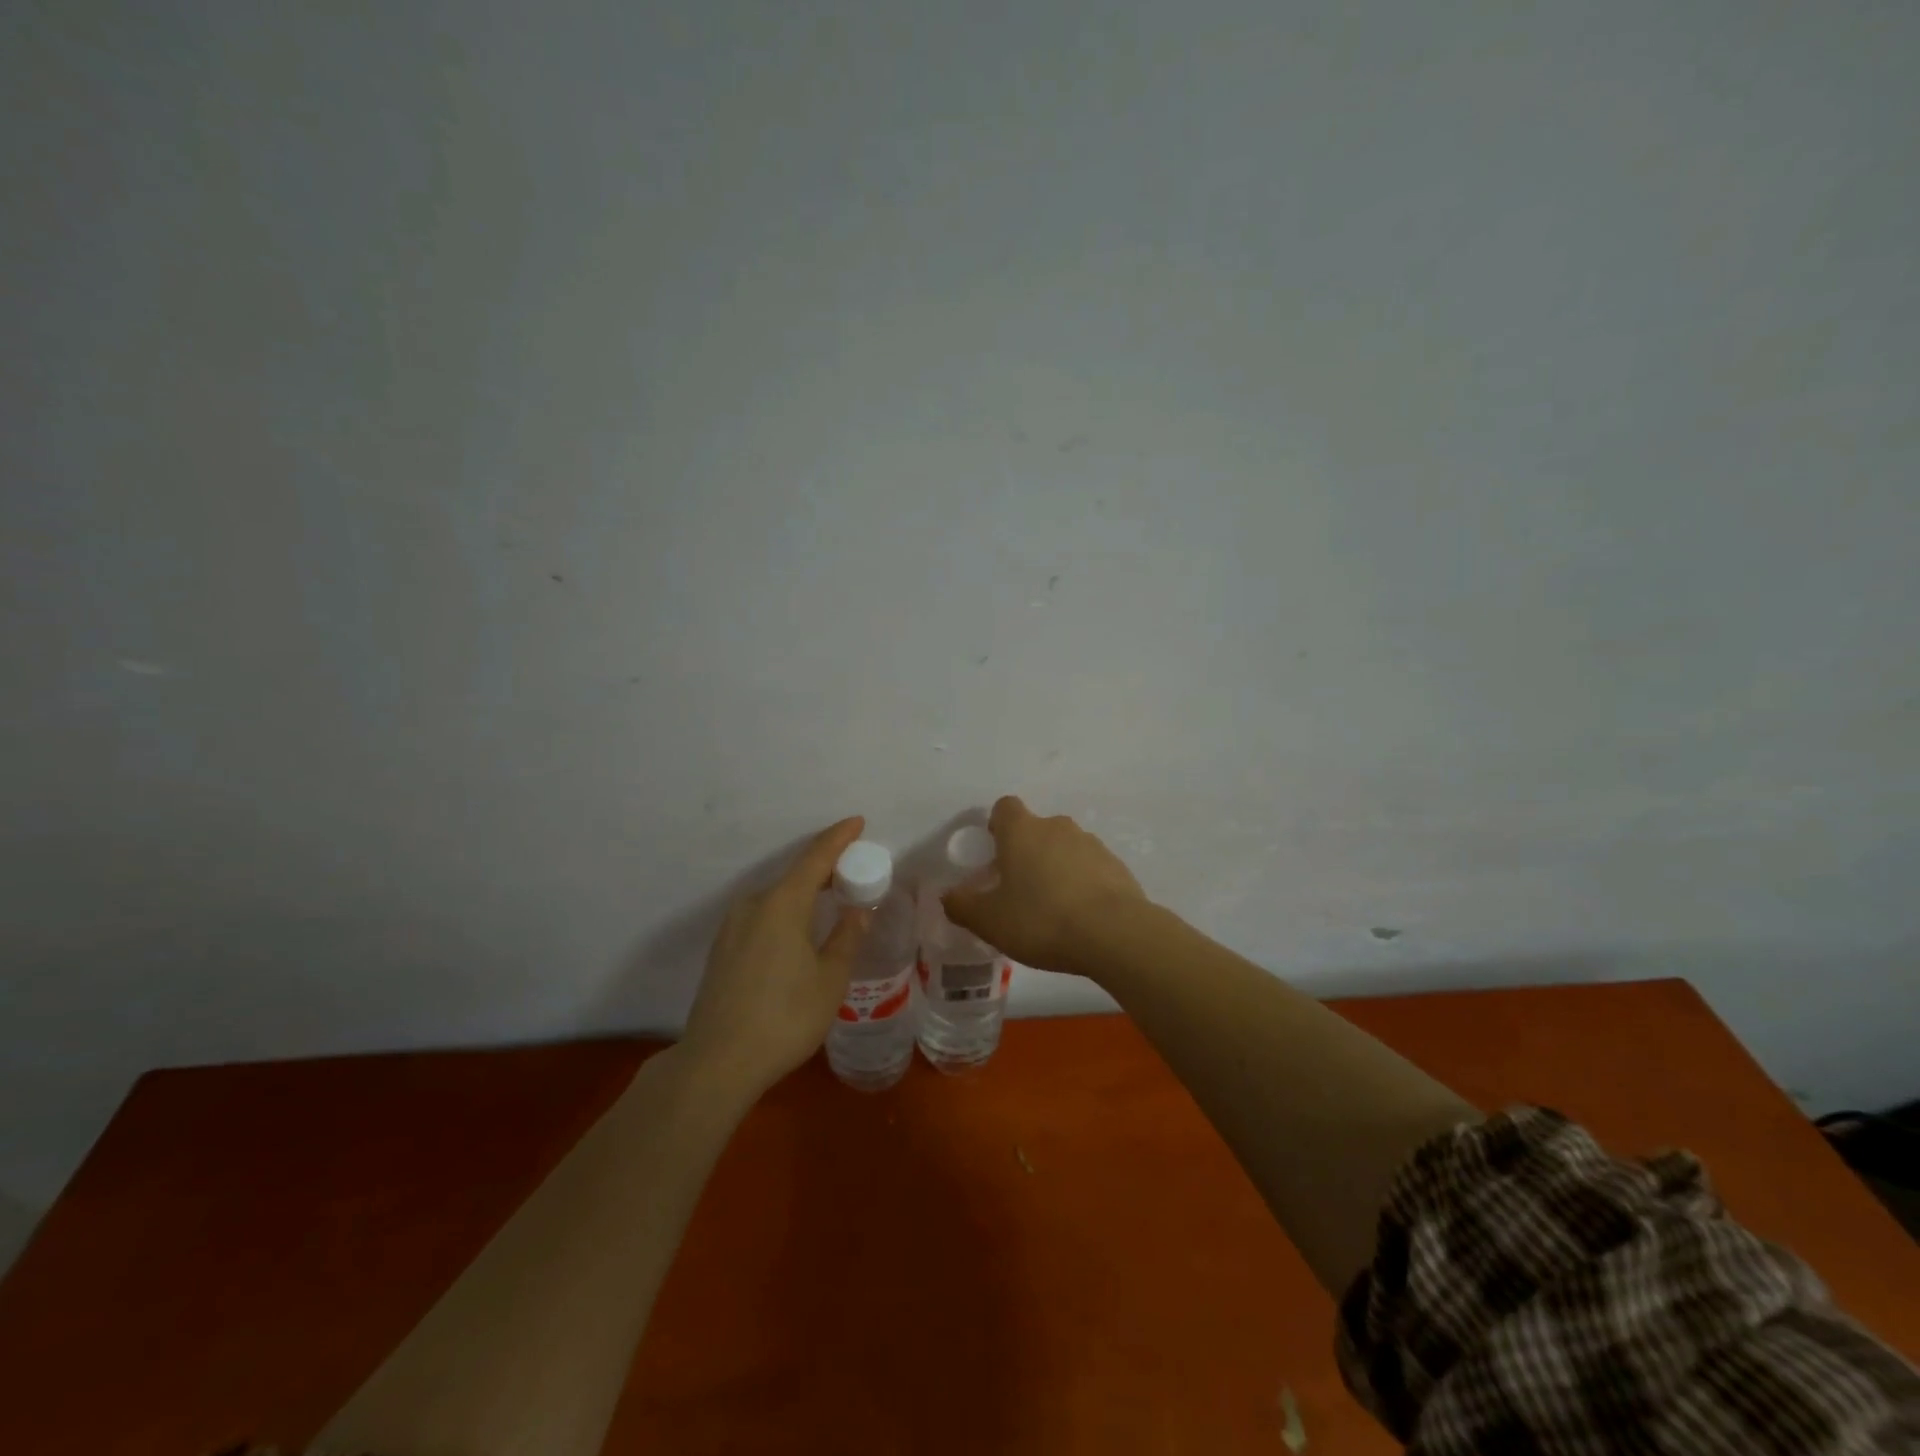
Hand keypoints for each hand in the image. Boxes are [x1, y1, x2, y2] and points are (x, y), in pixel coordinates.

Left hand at [680, 816, 869, 1095]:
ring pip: (776, 897)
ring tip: (829, 900)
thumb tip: (858, 911)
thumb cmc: (784, 1017)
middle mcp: (753, 905)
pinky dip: (786, 911)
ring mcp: (733, 927)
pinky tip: (798, 930)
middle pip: (794, 876)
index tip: (857, 822)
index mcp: (782, 904)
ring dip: (804, 893)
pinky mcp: (723, 949)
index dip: (838, 838)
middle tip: (854, 870)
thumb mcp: (829, 980)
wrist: (716, 1062)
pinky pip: (762, 915)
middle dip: (825, 868)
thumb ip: (846, 939)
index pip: (815, 858)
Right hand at [942, 796, 1147, 976]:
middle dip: (1026, 852)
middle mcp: (1057, 827)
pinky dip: (1083, 885)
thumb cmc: (1041, 919)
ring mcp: (1092, 844)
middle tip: (1018, 889)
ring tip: (1052, 908)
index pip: (1005, 807)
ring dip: (1056, 868)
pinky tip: (1080, 917)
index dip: (997, 825)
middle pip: (1036, 829)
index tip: (994, 851)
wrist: (1114, 934)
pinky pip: (1091, 869)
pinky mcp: (1117, 867)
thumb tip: (949, 896)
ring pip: (1065, 848)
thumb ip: (962, 906)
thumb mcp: (989, 921)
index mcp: (1022, 831)